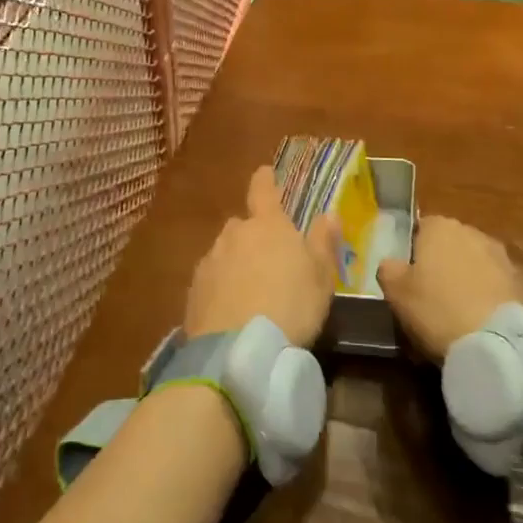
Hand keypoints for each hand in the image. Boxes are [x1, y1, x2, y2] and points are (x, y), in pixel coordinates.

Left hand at [184, 167, 340, 345]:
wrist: (241, 349)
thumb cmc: (292, 306)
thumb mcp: (321, 277)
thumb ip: (323, 241)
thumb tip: (328, 213)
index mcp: (268, 225)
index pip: (263, 189)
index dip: (265, 179)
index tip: (265, 172)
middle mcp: (234, 233)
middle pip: (243, 225)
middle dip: (254, 236)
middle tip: (270, 261)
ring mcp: (211, 260)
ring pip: (226, 252)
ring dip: (237, 263)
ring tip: (252, 292)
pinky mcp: (194, 288)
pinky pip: (212, 278)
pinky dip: (221, 287)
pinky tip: (231, 310)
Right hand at [376, 215, 522, 362]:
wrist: (498, 345)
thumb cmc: (437, 309)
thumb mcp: (395, 291)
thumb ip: (388, 269)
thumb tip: (392, 264)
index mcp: (441, 227)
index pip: (422, 227)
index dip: (413, 251)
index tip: (408, 276)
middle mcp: (474, 233)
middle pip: (451, 245)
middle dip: (442, 264)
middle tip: (429, 295)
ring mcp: (503, 258)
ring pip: (475, 265)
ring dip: (467, 280)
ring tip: (457, 314)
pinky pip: (496, 287)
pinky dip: (487, 299)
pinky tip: (479, 323)